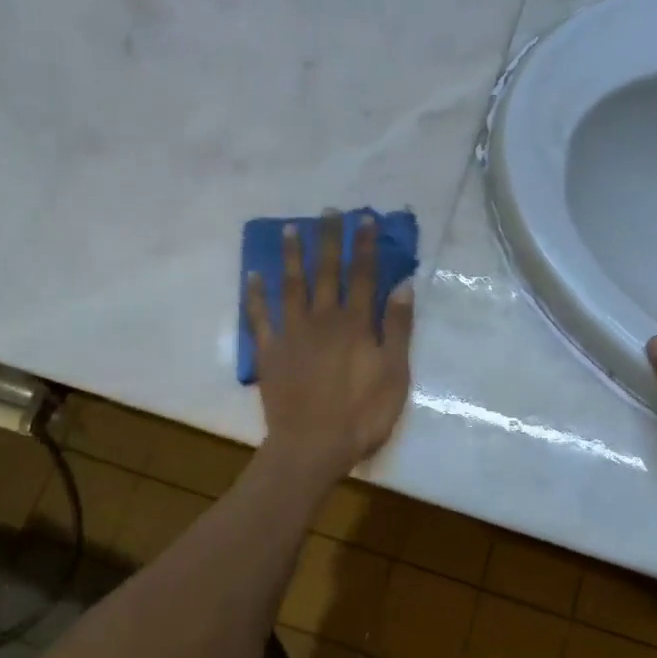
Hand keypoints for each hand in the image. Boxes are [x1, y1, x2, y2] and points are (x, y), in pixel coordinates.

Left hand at [246, 211, 415, 484]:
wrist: (313, 446)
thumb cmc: (362, 414)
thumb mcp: (395, 374)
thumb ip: (398, 329)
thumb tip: (403, 285)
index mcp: (356, 323)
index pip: (363, 275)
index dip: (365, 246)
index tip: (366, 219)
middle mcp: (323, 318)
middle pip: (327, 271)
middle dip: (329, 239)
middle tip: (329, 212)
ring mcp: (292, 333)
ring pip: (292, 285)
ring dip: (293, 255)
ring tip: (292, 229)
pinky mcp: (270, 351)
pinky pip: (260, 317)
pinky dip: (255, 294)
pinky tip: (253, 275)